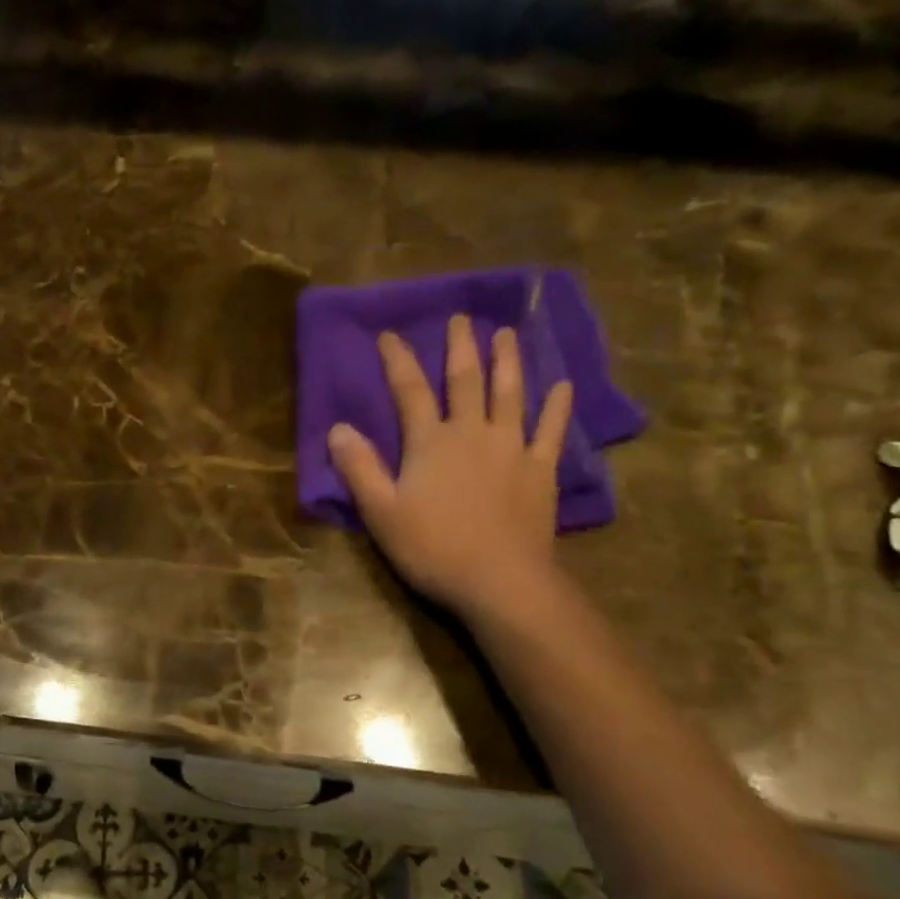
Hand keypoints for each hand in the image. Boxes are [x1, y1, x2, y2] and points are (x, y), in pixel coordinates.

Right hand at [327, 314, 571, 621]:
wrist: (500, 580)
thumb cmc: (433, 547)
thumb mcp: (381, 512)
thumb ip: (359, 468)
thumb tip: (337, 428)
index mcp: (430, 442)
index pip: (409, 391)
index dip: (398, 360)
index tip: (390, 334)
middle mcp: (472, 433)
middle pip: (465, 381)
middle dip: (460, 347)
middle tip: (461, 318)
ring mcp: (512, 448)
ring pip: (510, 394)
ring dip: (507, 362)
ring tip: (507, 334)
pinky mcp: (541, 470)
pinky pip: (551, 430)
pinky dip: (556, 406)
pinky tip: (562, 386)